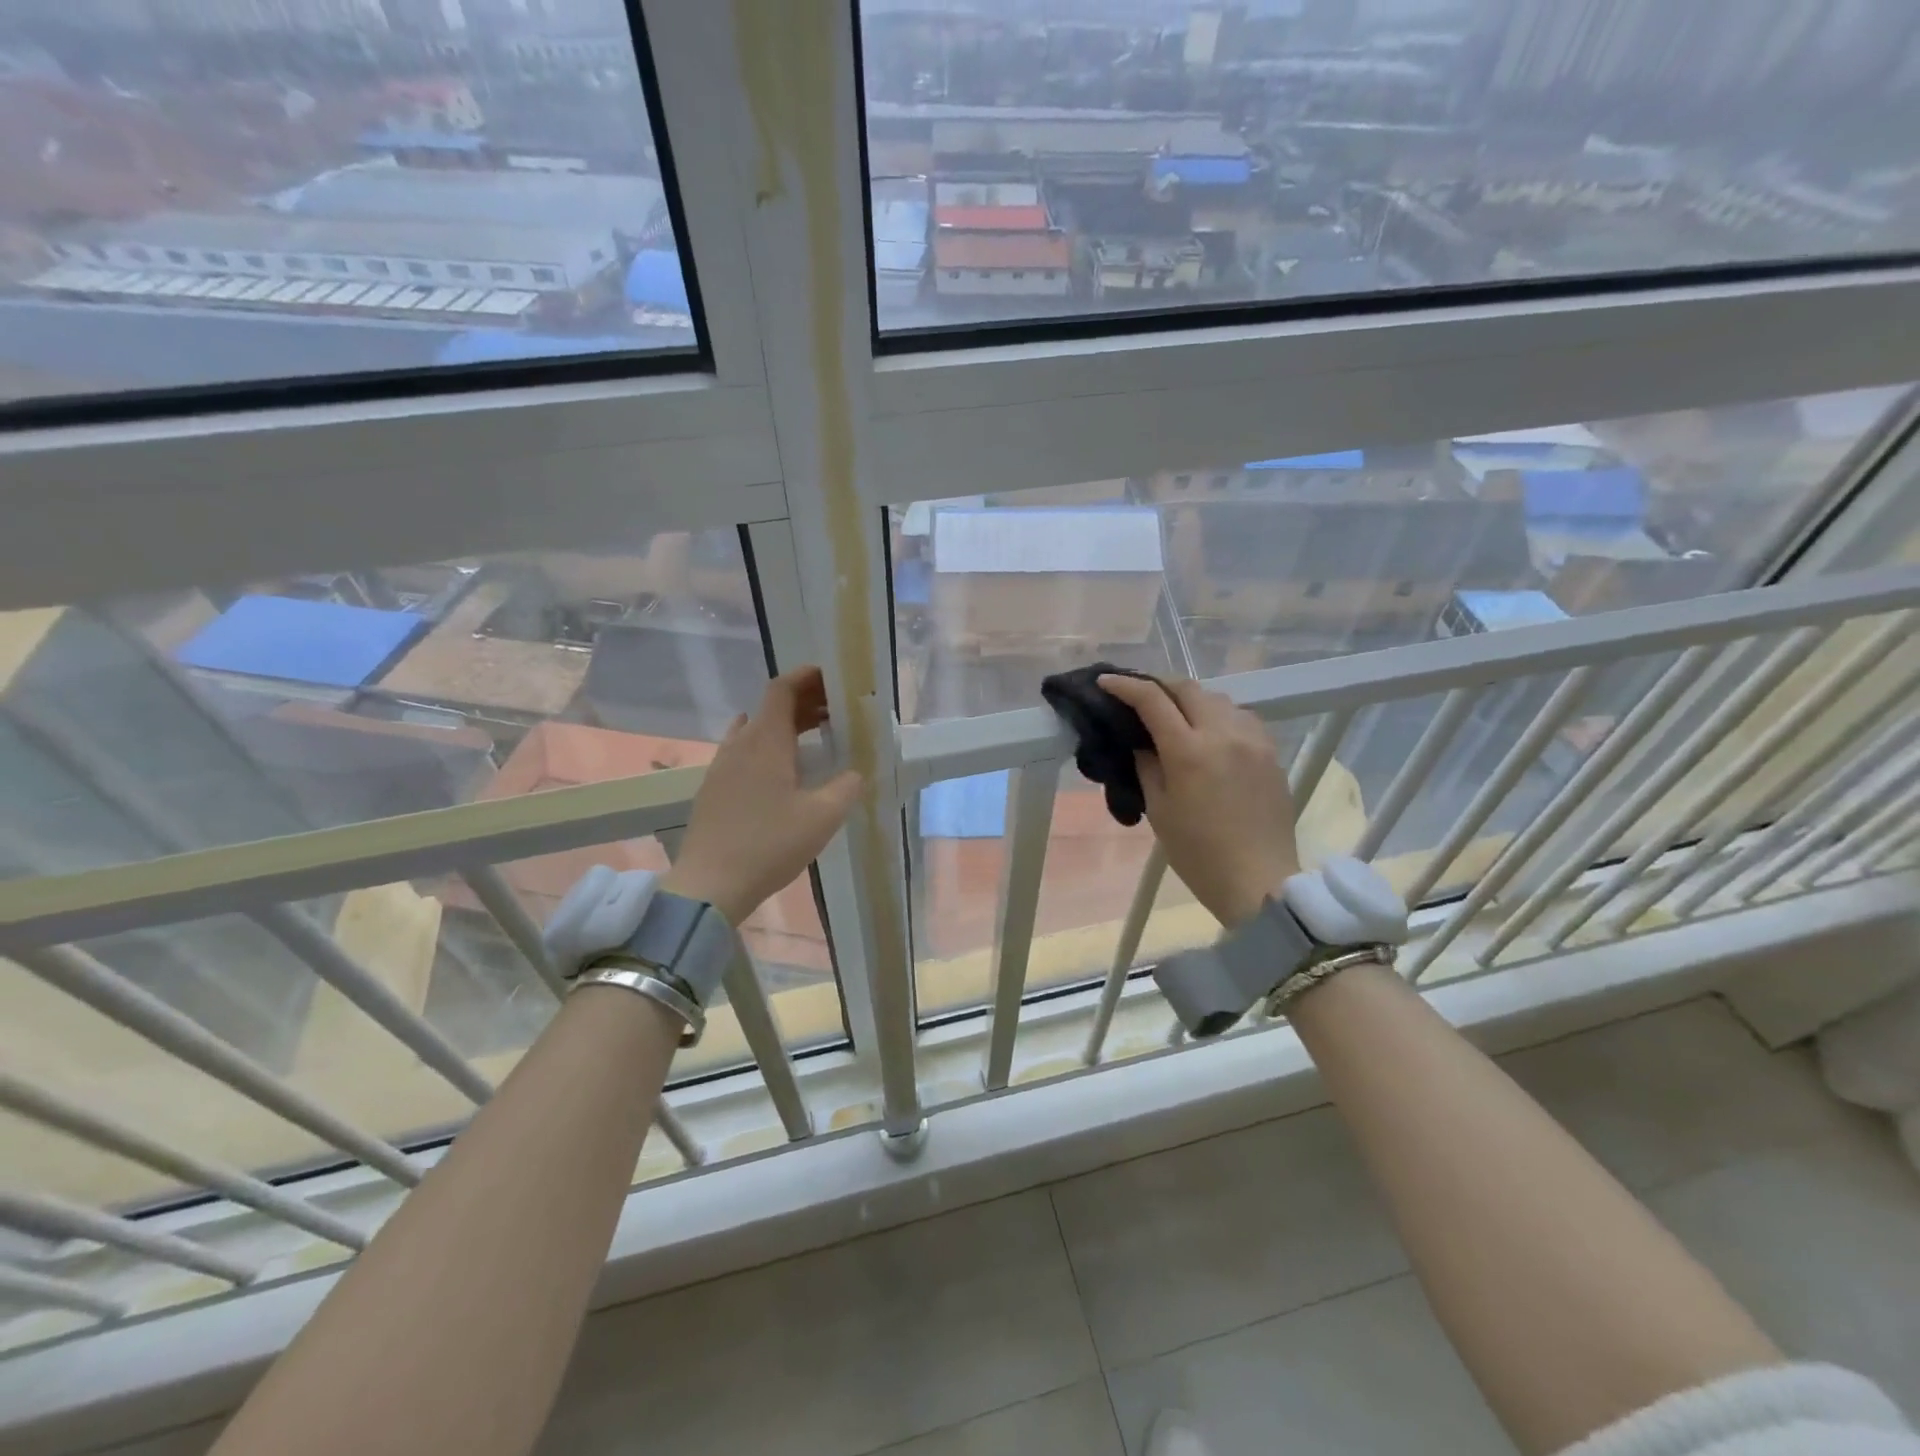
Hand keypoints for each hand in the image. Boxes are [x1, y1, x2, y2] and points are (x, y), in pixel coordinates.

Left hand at [662, 666, 863, 924]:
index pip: (781, 689)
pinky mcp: (714, 788)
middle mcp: (740, 744)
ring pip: (755, 729)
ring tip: (813, 737)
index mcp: (765, 741)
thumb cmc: (769, 845)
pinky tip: (780, 768)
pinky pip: (743, 750)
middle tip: (835, 711)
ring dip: (785, 724)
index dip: (806, 677)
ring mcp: (721, 766)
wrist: (710, 884)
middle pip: (770, 707)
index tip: (831, 678)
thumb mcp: (822, 818)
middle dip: (804, 702)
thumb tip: (856, 772)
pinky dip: (768, 745)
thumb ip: (846, 787)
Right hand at [1099, 674, 1299, 928]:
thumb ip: (1148, 766)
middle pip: (1188, 688)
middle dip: (1159, 685)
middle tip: (1140, 696)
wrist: (1258, 879)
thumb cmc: (1198, 853)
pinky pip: (1242, 717)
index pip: (1152, 700)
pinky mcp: (1271, 752)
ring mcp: (1253, 740)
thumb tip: (1144, 743)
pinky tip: (1211, 733)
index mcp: (1189, 751)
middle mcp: (1223, 734)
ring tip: (1176, 714)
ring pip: (1218, 698)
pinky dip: (1219, 715)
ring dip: (1191, 699)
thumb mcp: (1159, 810)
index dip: (1125, 686)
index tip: (1106, 682)